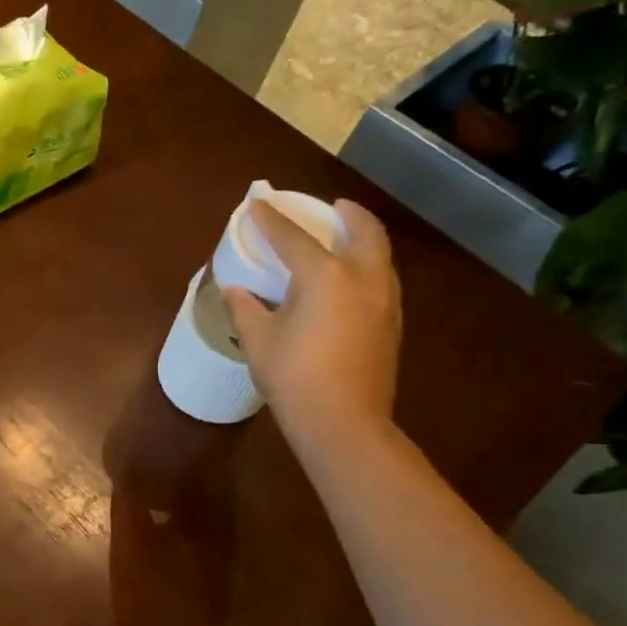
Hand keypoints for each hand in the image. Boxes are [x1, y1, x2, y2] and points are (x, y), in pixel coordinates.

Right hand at [221, 197, 402, 449]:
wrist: (343, 422)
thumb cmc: (294, 376)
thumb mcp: (257, 340)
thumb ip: (244, 308)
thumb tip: (234, 289)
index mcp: (325, 276)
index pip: (294, 238)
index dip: (272, 220)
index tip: (257, 203)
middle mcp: (363, 279)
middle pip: (363, 231)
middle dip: (347, 213)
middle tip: (332, 206)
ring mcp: (384, 301)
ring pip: (381, 255)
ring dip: (363, 238)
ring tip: (345, 237)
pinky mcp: (392, 324)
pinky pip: (383, 278)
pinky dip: (368, 264)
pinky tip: (351, 280)